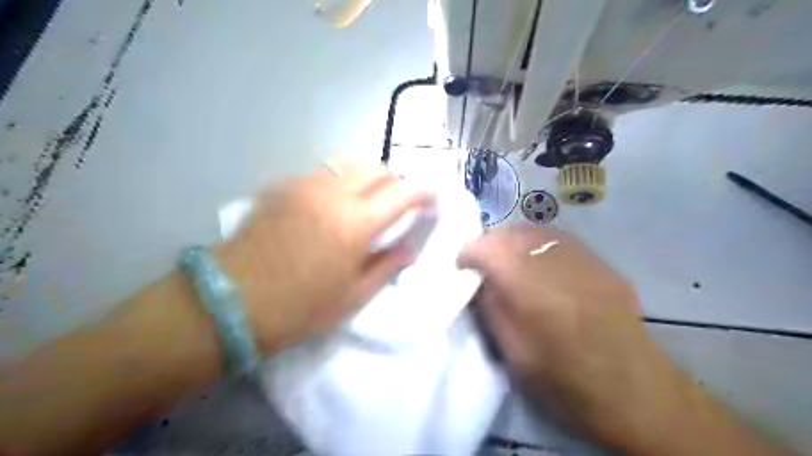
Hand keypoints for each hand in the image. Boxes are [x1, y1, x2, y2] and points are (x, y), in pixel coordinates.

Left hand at [214, 163, 429, 357]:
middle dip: (395, 181)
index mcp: (355, 223)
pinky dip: (338, 182)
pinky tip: (330, 204)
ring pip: (348, 164)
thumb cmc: (298, 308)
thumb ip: (386, 266)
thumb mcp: (352, 297)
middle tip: (397, 203)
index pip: (403, 193)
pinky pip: (321, 173)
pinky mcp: (281, 186)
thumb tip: (408, 249)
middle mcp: (332, 193)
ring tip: (366, 200)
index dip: (423, 192)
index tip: (432, 198)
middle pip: (376, 168)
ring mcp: (303, 185)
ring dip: (367, 177)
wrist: (230, 302)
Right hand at [459, 227, 693, 452]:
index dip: (467, 253)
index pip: (486, 248)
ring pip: (534, 231)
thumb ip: (491, 308)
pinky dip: (540, 247)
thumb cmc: (565, 381)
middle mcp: (554, 261)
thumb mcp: (513, 352)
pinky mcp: (600, 262)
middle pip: (509, 232)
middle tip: (485, 267)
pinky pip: (558, 240)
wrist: (635, 392)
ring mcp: (582, 257)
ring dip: (514, 243)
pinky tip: (543, 268)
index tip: (462, 268)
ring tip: (511, 264)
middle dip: (490, 245)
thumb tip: (479, 281)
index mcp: (529, 287)